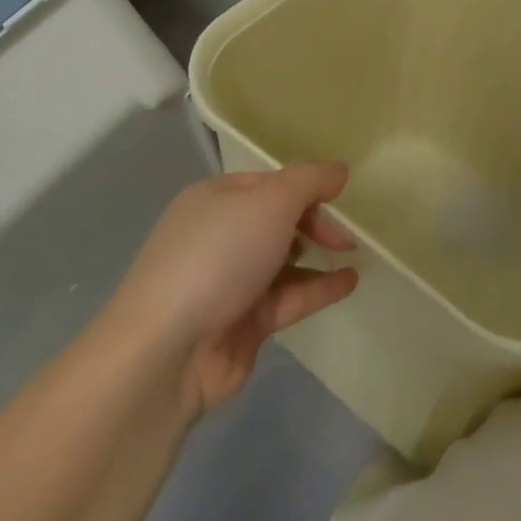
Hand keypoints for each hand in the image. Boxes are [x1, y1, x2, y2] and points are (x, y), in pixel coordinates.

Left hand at [106, 164, 358, 417]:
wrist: (167, 351)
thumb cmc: (219, 257)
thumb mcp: (271, 202)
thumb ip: (310, 181)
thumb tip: (339, 170)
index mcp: (216, 199)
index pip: (270, 183)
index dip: (307, 187)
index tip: (342, 198)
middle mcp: (220, 235)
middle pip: (277, 220)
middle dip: (314, 222)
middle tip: (347, 237)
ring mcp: (229, 282)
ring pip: (283, 260)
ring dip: (318, 256)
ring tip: (354, 256)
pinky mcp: (241, 324)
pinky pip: (287, 298)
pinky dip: (318, 288)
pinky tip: (349, 283)